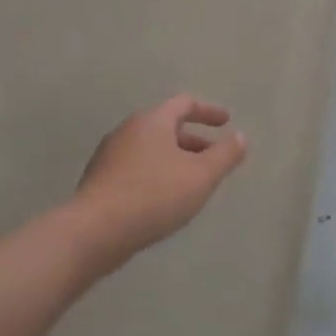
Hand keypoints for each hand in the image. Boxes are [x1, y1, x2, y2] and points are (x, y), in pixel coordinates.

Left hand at [72, 95, 248, 266]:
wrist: (94, 232)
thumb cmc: (154, 196)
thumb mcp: (201, 176)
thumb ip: (225, 155)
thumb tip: (240, 137)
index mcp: (152, 121)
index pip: (184, 104)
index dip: (208, 111)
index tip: (226, 122)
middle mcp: (128, 130)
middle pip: (166, 126)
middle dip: (193, 140)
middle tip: (213, 158)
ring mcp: (109, 155)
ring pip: (150, 149)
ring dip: (175, 159)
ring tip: (192, 182)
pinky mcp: (100, 180)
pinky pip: (136, 168)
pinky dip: (156, 174)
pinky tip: (164, 199)